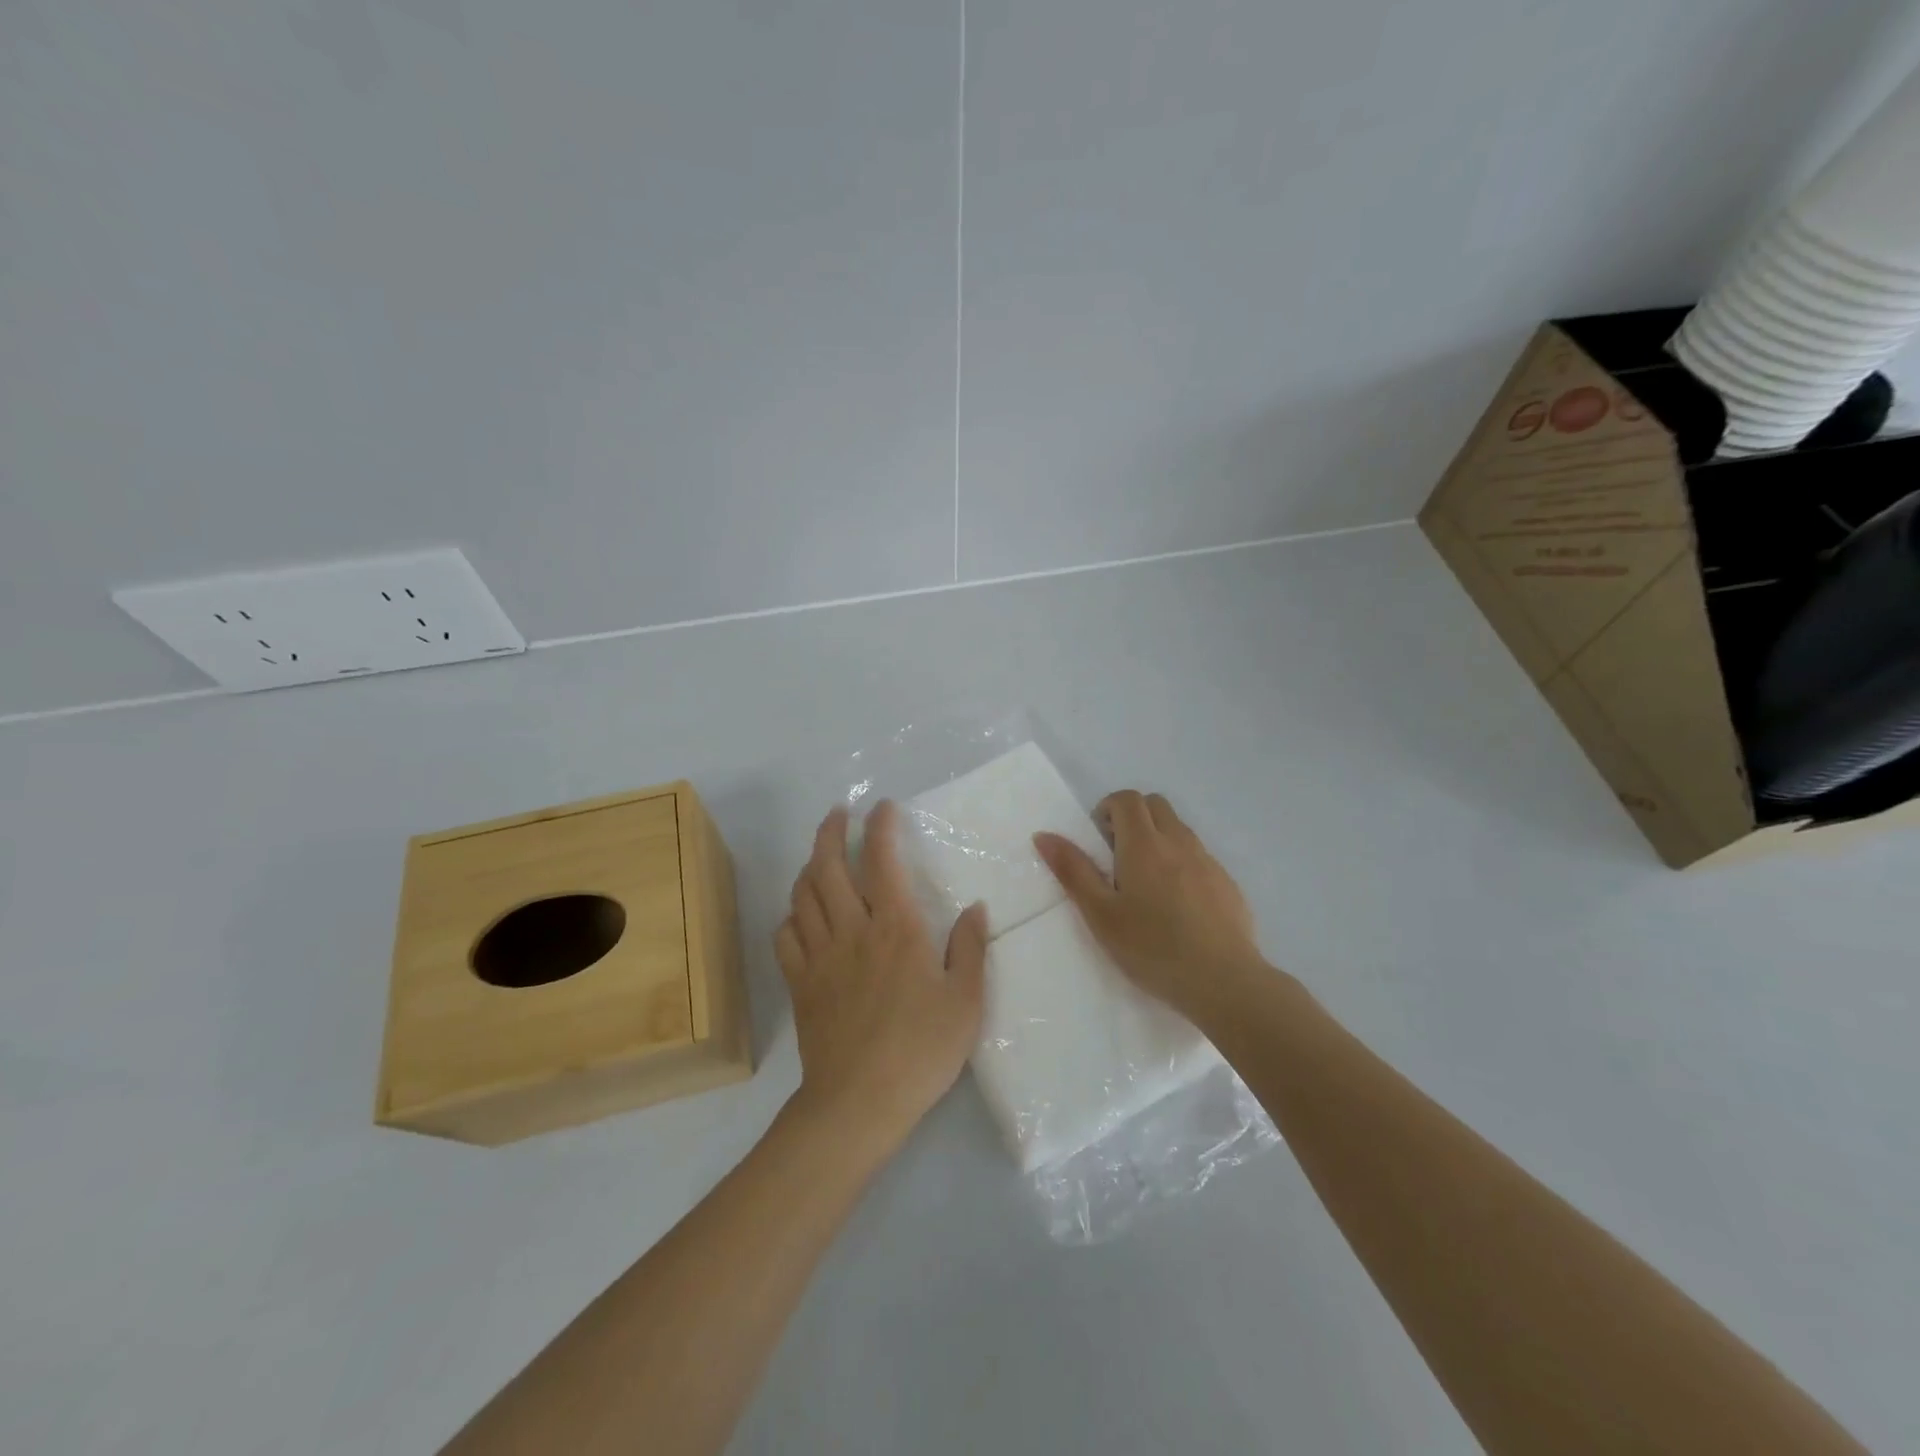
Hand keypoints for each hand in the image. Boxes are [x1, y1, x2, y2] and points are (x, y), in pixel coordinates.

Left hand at [775, 801, 987, 1153]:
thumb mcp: (965, 1001)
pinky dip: (790, 914)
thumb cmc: (920, 1049)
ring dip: (808, 866)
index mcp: (895, 927)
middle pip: (827, 866)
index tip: (882, 807)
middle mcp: (852, 929)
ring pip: (802, 895)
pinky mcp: (799, 983)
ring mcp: (819, 956)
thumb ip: (970, 948)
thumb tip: (975, 908)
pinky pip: (784, 935)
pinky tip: (800, 915)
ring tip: (819, 856)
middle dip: (830, 831)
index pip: (880, 859)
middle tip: (837, 814)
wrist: (859, 1102)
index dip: (879, 826)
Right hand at [1034, 790, 1265, 1021]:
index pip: (1127, 799)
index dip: (1108, 808)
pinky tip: (1176, 906)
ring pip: (1179, 829)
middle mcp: (1179, 842)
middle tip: (1117, 855)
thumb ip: (1073, 871)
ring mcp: (1208, 861)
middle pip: (1155, 805)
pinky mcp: (1227, 883)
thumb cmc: (1152, 948)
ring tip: (1145, 884)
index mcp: (1144, 845)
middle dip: (1132, 817)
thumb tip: (1044, 835)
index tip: (1098, 838)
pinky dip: (1181, 863)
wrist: (1224, 981)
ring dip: (1157, 839)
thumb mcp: (1101, 914)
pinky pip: (1199, 856)